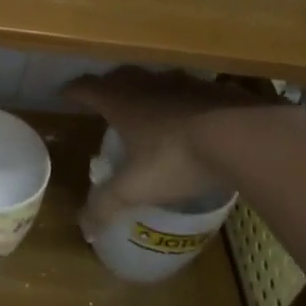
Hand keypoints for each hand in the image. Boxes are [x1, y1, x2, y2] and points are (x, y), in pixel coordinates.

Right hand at [63, 67, 291, 233]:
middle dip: (107, 85)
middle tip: (103, 98)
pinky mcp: (213, 89)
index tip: (64, 94)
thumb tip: (85, 229)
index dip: (73, 91)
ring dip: (145, 89)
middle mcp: (146, 86)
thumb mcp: (136, 188)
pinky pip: (187, 89)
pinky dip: (180, 98)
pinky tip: (188, 115)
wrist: (241, 136)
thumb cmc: (176, 158)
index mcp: (121, 102)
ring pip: (154, 79)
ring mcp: (182, 83)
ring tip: (145, 105)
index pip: (87, 88)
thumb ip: (108, 205)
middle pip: (119, 76)